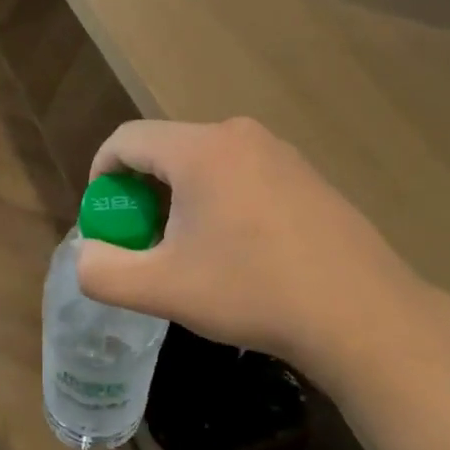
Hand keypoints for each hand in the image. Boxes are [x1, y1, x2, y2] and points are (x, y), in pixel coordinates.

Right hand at [76, 118, 449, 401]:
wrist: (361, 314)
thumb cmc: (253, 292)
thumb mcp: (163, 290)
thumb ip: (103, 272)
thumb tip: (87, 254)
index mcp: (199, 150)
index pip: (126, 139)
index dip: (101, 175)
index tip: (104, 218)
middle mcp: (238, 135)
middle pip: (166, 149)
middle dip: (142, 192)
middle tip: (145, 242)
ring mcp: (279, 152)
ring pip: (205, 162)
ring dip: (181, 197)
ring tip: (190, 250)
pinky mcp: (306, 174)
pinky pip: (242, 173)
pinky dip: (220, 199)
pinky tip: (239, 249)